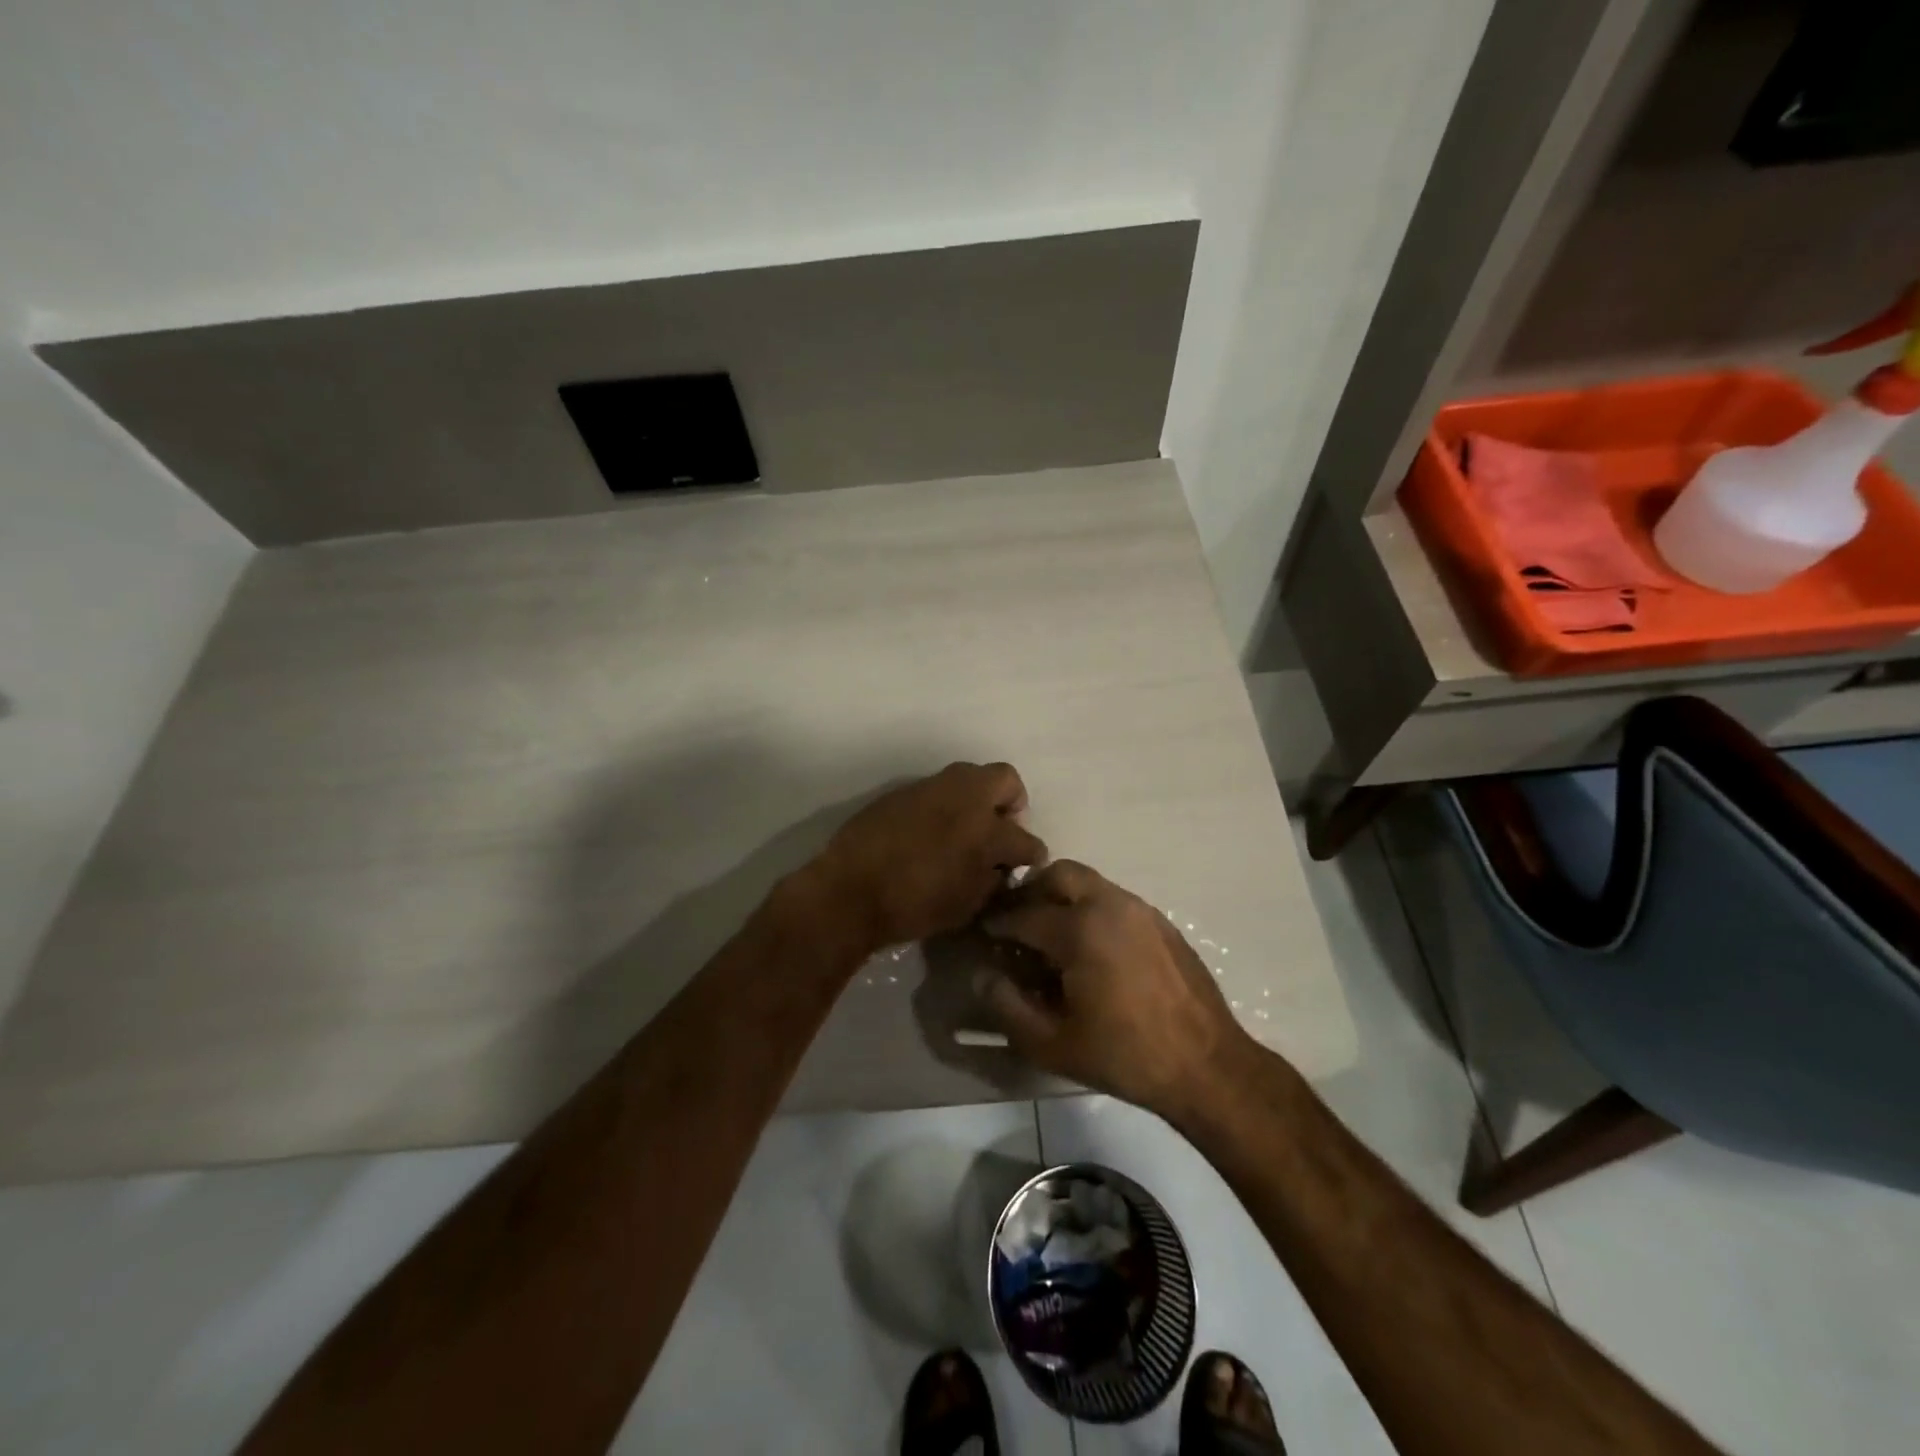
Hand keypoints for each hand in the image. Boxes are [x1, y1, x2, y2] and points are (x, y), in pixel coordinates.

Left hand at [812, 762, 1045, 952]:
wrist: (850, 891)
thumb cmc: (914, 906)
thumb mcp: (966, 905)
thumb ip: (992, 880)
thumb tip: (1000, 867)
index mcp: (986, 829)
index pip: (1025, 838)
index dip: (1032, 854)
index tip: (1028, 862)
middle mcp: (964, 797)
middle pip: (1005, 779)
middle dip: (1011, 802)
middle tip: (1001, 828)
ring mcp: (931, 788)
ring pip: (969, 777)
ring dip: (977, 798)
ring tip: (967, 829)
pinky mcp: (903, 790)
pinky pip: (937, 789)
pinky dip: (946, 804)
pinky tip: (933, 831)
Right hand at [977, 860, 1254, 1118]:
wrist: (1207, 1065)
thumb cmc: (1124, 1056)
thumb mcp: (1052, 1044)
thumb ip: (1007, 1007)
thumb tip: (982, 976)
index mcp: (1080, 929)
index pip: (1024, 914)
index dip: (997, 923)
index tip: (983, 933)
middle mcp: (1110, 904)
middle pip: (1059, 874)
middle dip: (1032, 891)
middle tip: (1018, 922)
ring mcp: (1140, 910)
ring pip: (1089, 882)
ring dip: (1063, 897)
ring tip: (1052, 935)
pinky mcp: (1161, 922)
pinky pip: (1114, 899)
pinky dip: (1092, 908)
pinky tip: (1092, 949)